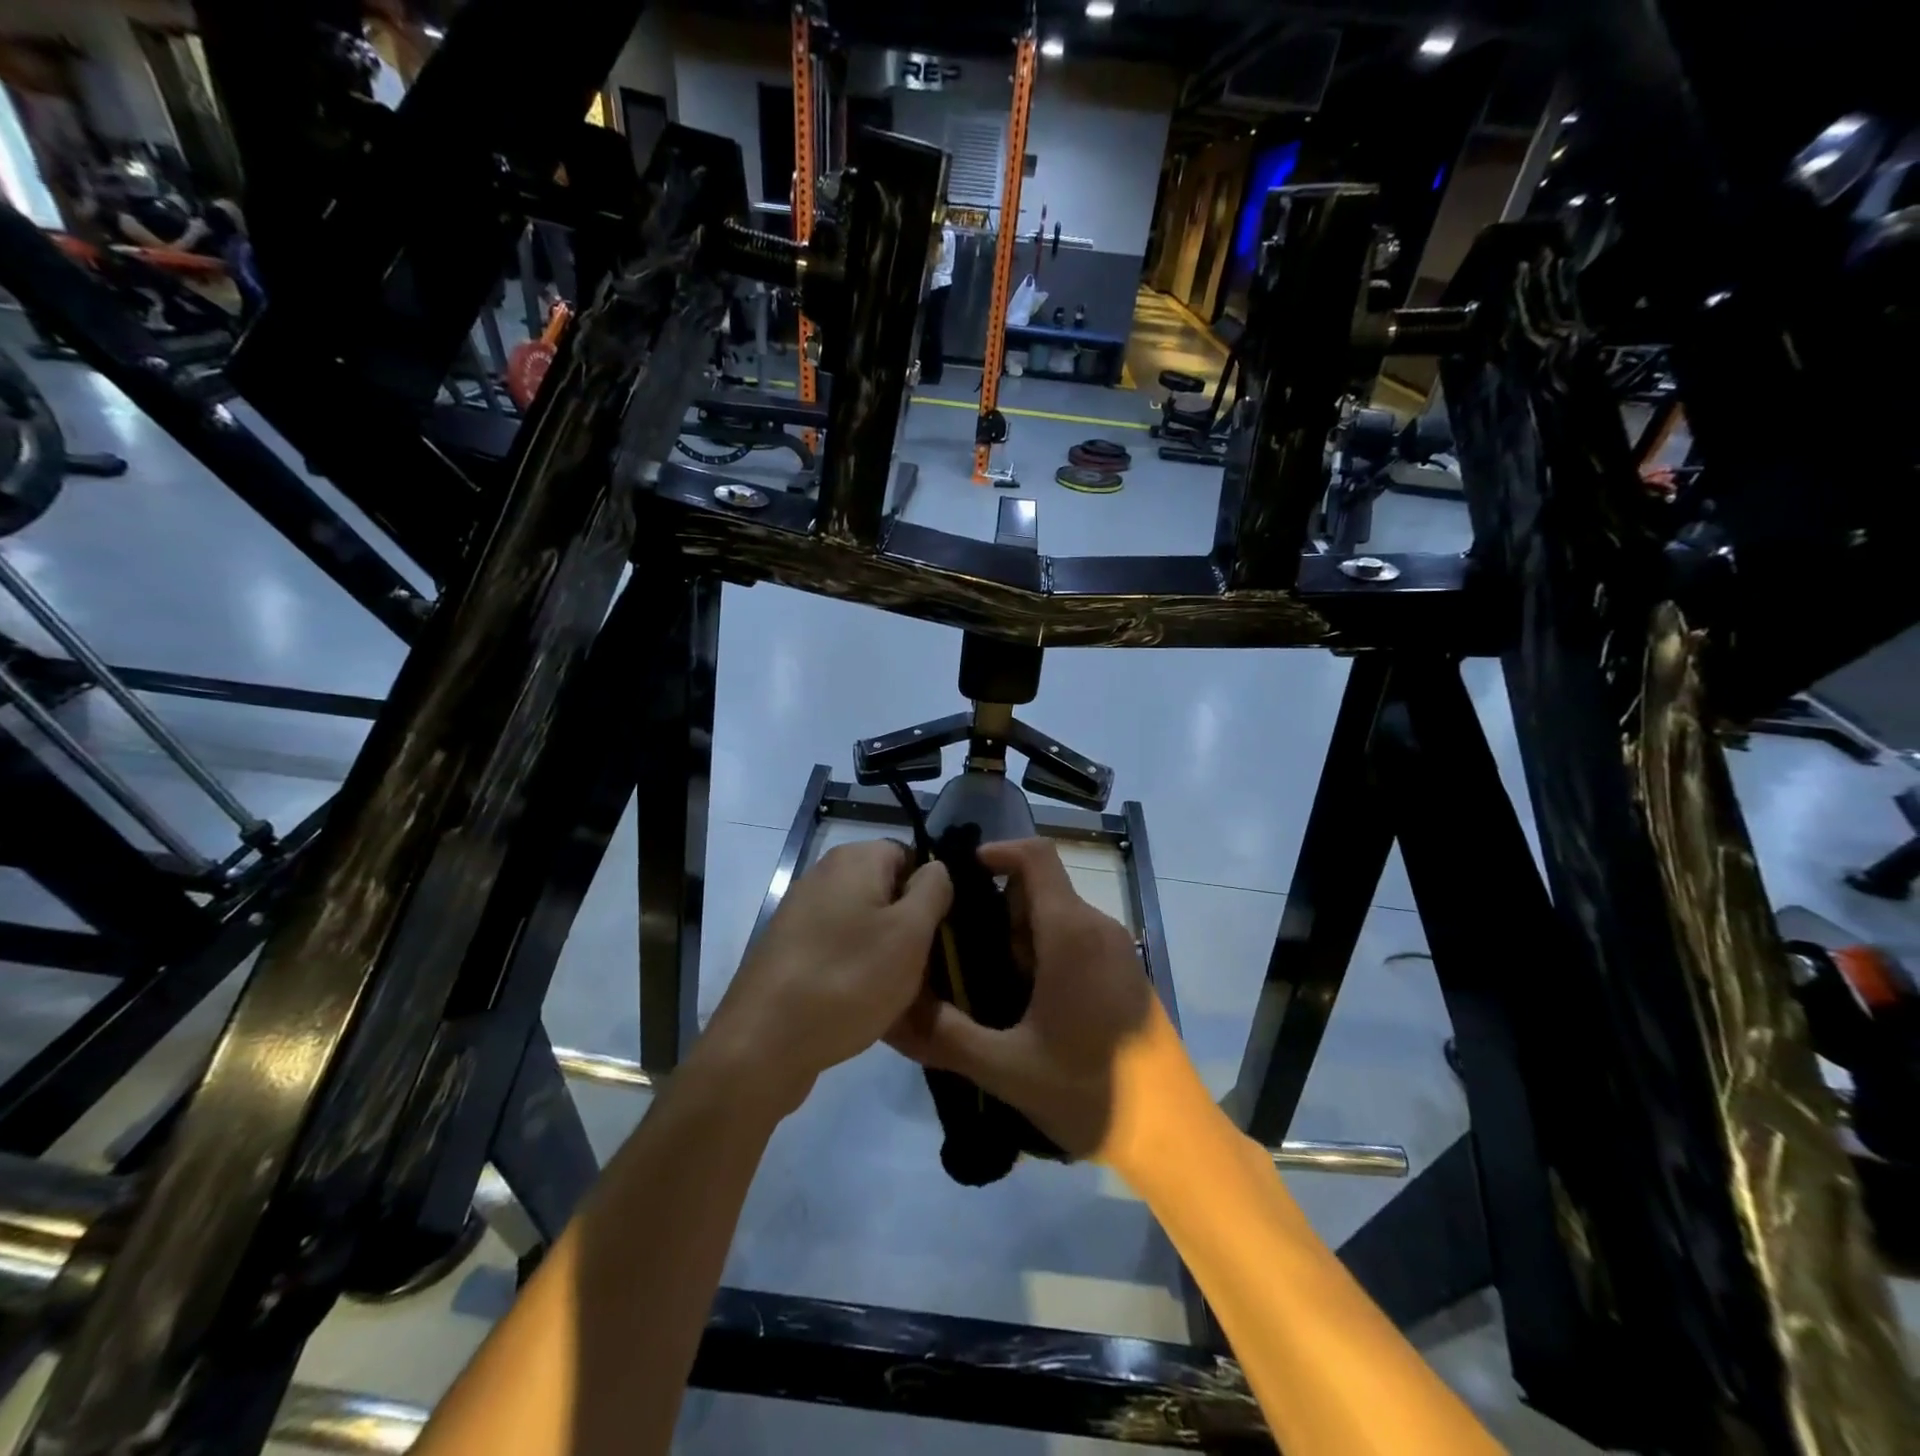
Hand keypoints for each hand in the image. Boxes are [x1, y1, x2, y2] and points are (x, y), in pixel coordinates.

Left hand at [698, 839, 950, 1114]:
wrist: (764, 1043)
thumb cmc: (849, 979)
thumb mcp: (910, 933)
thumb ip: (933, 890)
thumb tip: (935, 869)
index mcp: (854, 858)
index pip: (910, 856)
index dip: (930, 892)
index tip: (938, 933)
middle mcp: (823, 874)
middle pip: (885, 890)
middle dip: (907, 925)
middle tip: (922, 967)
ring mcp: (800, 912)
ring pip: (862, 923)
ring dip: (882, 951)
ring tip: (895, 991)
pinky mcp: (787, 949)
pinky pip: (837, 948)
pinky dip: (853, 968)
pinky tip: (860, 1003)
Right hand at [887, 838, 1208, 1168]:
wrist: (1172, 1135)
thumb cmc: (1090, 1091)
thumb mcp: (1006, 1068)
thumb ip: (944, 1034)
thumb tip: (891, 1011)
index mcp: (1071, 932)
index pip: (1035, 856)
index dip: (996, 852)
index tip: (956, 879)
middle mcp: (1098, 927)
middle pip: (1037, 891)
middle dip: (995, 915)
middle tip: (959, 960)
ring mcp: (1116, 950)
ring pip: (1054, 919)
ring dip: (1017, 942)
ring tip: (985, 992)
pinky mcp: (1123, 973)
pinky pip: (1074, 941)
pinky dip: (1042, 956)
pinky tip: (1024, 1010)